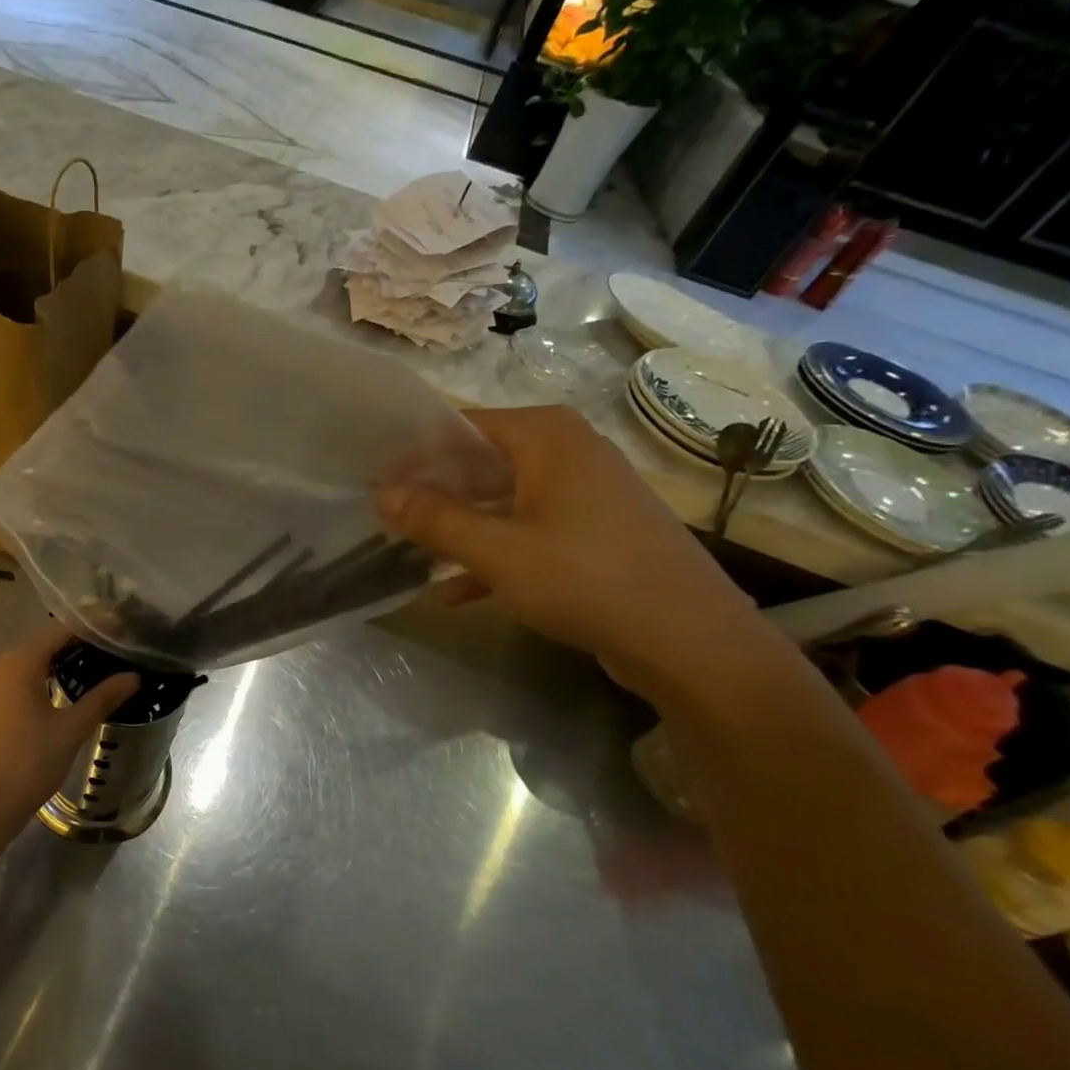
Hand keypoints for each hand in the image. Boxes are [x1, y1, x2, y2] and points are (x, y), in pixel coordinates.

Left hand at [0, 621, 138, 828]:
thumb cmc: (27, 763)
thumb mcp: (70, 730)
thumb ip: (102, 698)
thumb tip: (133, 676)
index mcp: (21, 660)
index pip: (62, 628)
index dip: (93, 625)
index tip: (121, 626)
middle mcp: (1, 662)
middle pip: (46, 640)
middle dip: (80, 641)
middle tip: (116, 645)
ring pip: (33, 659)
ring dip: (63, 659)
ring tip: (100, 663)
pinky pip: (21, 676)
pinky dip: (45, 675)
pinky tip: (68, 687)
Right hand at [376, 405, 777, 700]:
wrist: (693, 643)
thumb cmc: (587, 579)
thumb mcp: (497, 550)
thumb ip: (435, 519)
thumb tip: (381, 495)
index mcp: (547, 436)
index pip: (460, 427)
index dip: (413, 455)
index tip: (375, 485)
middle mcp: (568, 451)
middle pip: (480, 461)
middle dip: (433, 493)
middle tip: (388, 518)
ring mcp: (585, 493)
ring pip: (502, 499)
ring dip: (459, 526)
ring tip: (412, 551)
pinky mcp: (595, 532)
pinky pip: (528, 529)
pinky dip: (494, 553)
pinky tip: (456, 591)